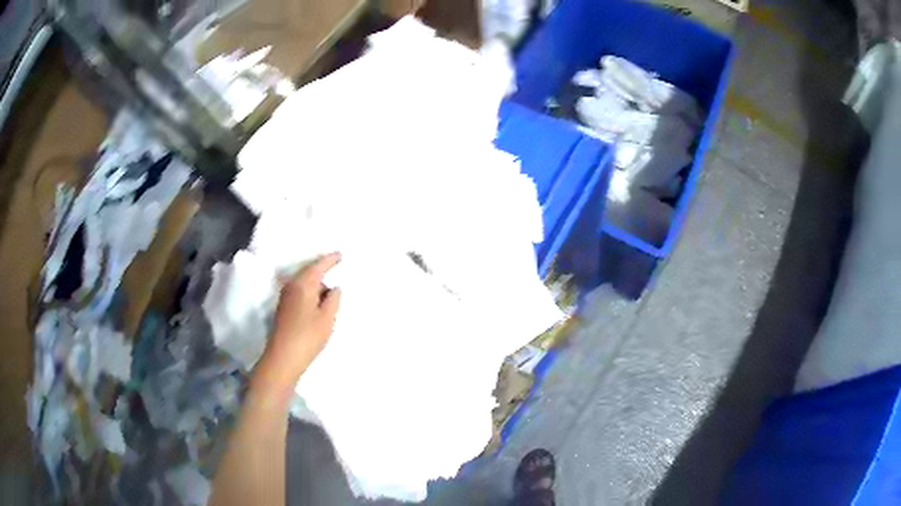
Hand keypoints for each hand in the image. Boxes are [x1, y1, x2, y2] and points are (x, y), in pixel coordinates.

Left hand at [252, 253, 341, 396]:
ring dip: (316, 286)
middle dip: (323, 273)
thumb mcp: (327, 318)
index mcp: (303, 284)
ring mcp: (285, 298)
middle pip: (309, 273)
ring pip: (304, 284)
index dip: (330, 260)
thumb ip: (333, 299)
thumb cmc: (307, 336)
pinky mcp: (283, 309)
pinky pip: (299, 293)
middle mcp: (291, 286)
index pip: (318, 266)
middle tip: (337, 275)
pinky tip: (318, 304)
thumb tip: (334, 288)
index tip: (340, 255)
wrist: (283, 358)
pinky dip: (310, 294)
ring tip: (330, 294)